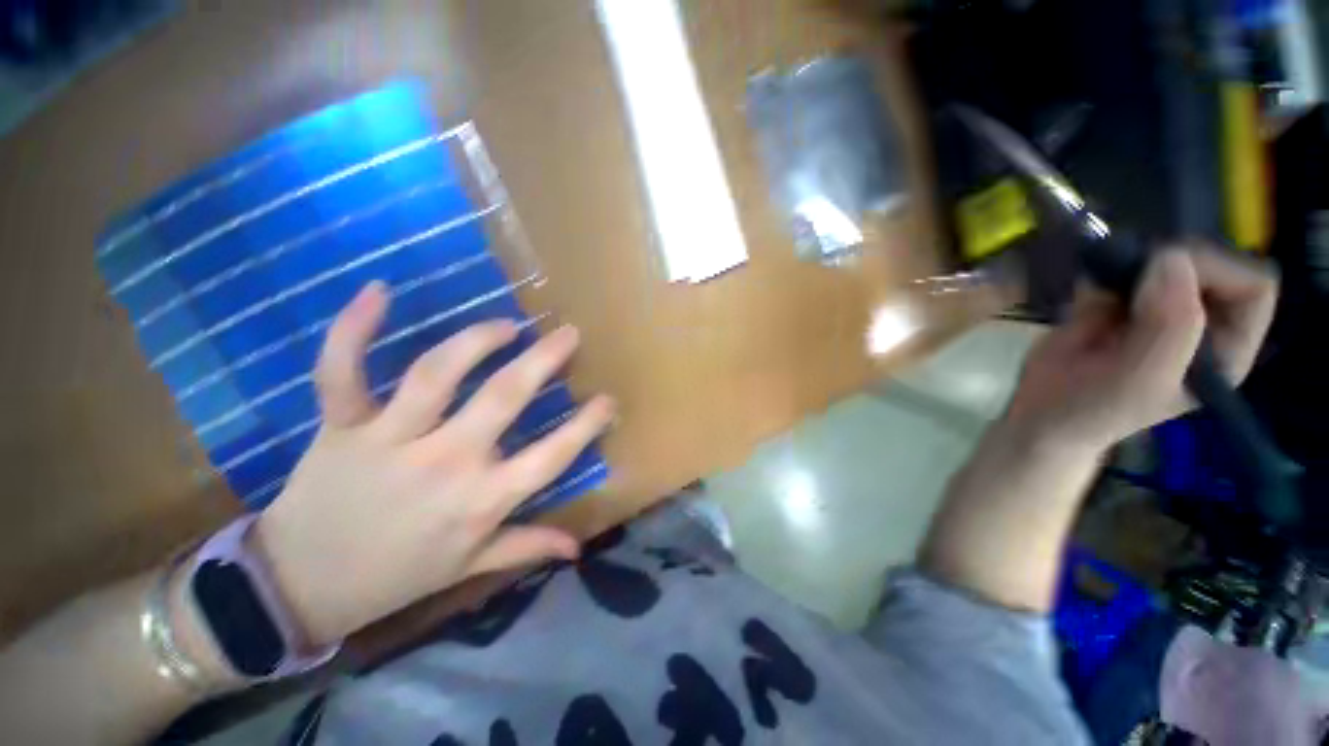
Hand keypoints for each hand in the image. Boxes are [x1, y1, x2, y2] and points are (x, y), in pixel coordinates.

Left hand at [251, 282, 614, 646]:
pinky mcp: (342, 426)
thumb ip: (527, 547)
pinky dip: (353, 329)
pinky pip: (343, 371)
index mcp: (481, 500)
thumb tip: (577, 547)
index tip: (608, 400)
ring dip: (478, 340)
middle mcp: (446, 462)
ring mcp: (390, 440)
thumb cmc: (396, 576)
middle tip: (568, 334)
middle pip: (504, 396)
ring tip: (507, 326)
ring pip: (438, 373)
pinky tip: (378, 291)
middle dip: (544, 360)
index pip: (552, 455)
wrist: (300, 587)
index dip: (586, 425)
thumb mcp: (470, 567)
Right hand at [1005, 243, 1276, 451]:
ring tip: (1103, 293)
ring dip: (1132, 265)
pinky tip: (1085, 299)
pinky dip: (1102, 273)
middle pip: (1210, 263)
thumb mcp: (1141, 378)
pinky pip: (1121, 266)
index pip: (1252, 286)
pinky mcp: (1118, 301)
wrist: (1036, 411)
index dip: (1217, 272)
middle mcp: (1201, 323)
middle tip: (1129, 278)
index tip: (1165, 276)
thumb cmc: (1093, 408)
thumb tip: (1170, 257)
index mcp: (1225, 348)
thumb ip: (1171, 324)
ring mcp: (1158, 308)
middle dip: (1169, 262)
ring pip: (1164, 258)